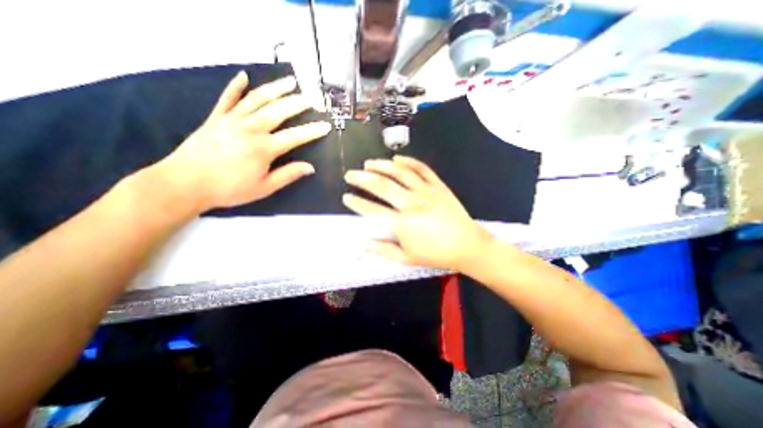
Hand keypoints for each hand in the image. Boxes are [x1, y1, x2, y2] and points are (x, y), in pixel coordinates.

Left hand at [154, 70, 330, 213]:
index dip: (312, 131)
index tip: (326, 125)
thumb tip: (310, 168)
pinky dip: (235, 86)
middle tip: (311, 98)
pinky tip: (243, 75)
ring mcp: (231, 120)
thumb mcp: (264, 188)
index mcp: (263, 148)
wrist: (185, 183)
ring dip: (275, 88)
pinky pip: (227, 98)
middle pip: (277, 111)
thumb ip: (288, 175)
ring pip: (257, 99)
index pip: (294, 136)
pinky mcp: (215, 118)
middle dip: (297, 103)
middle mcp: (249, 129)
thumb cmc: (229, 189)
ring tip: (290, 81)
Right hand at [342, 155, 487, 270]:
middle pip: (382, 186)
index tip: (346, 197)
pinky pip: (421, 168)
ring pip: (400, 172)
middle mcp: (412, 203)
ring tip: (369, 163)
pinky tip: (397, 158)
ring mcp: (426, 191)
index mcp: (403, 223)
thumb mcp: (407, 258)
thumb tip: (362, 244)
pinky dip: (408, 161)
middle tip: (350, 174)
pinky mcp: (438, 185)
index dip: (357, 203)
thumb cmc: (436, 254)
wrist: (467, 245)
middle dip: (362, 179)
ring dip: (382, 165)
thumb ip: (383, 250)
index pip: (373, 210)